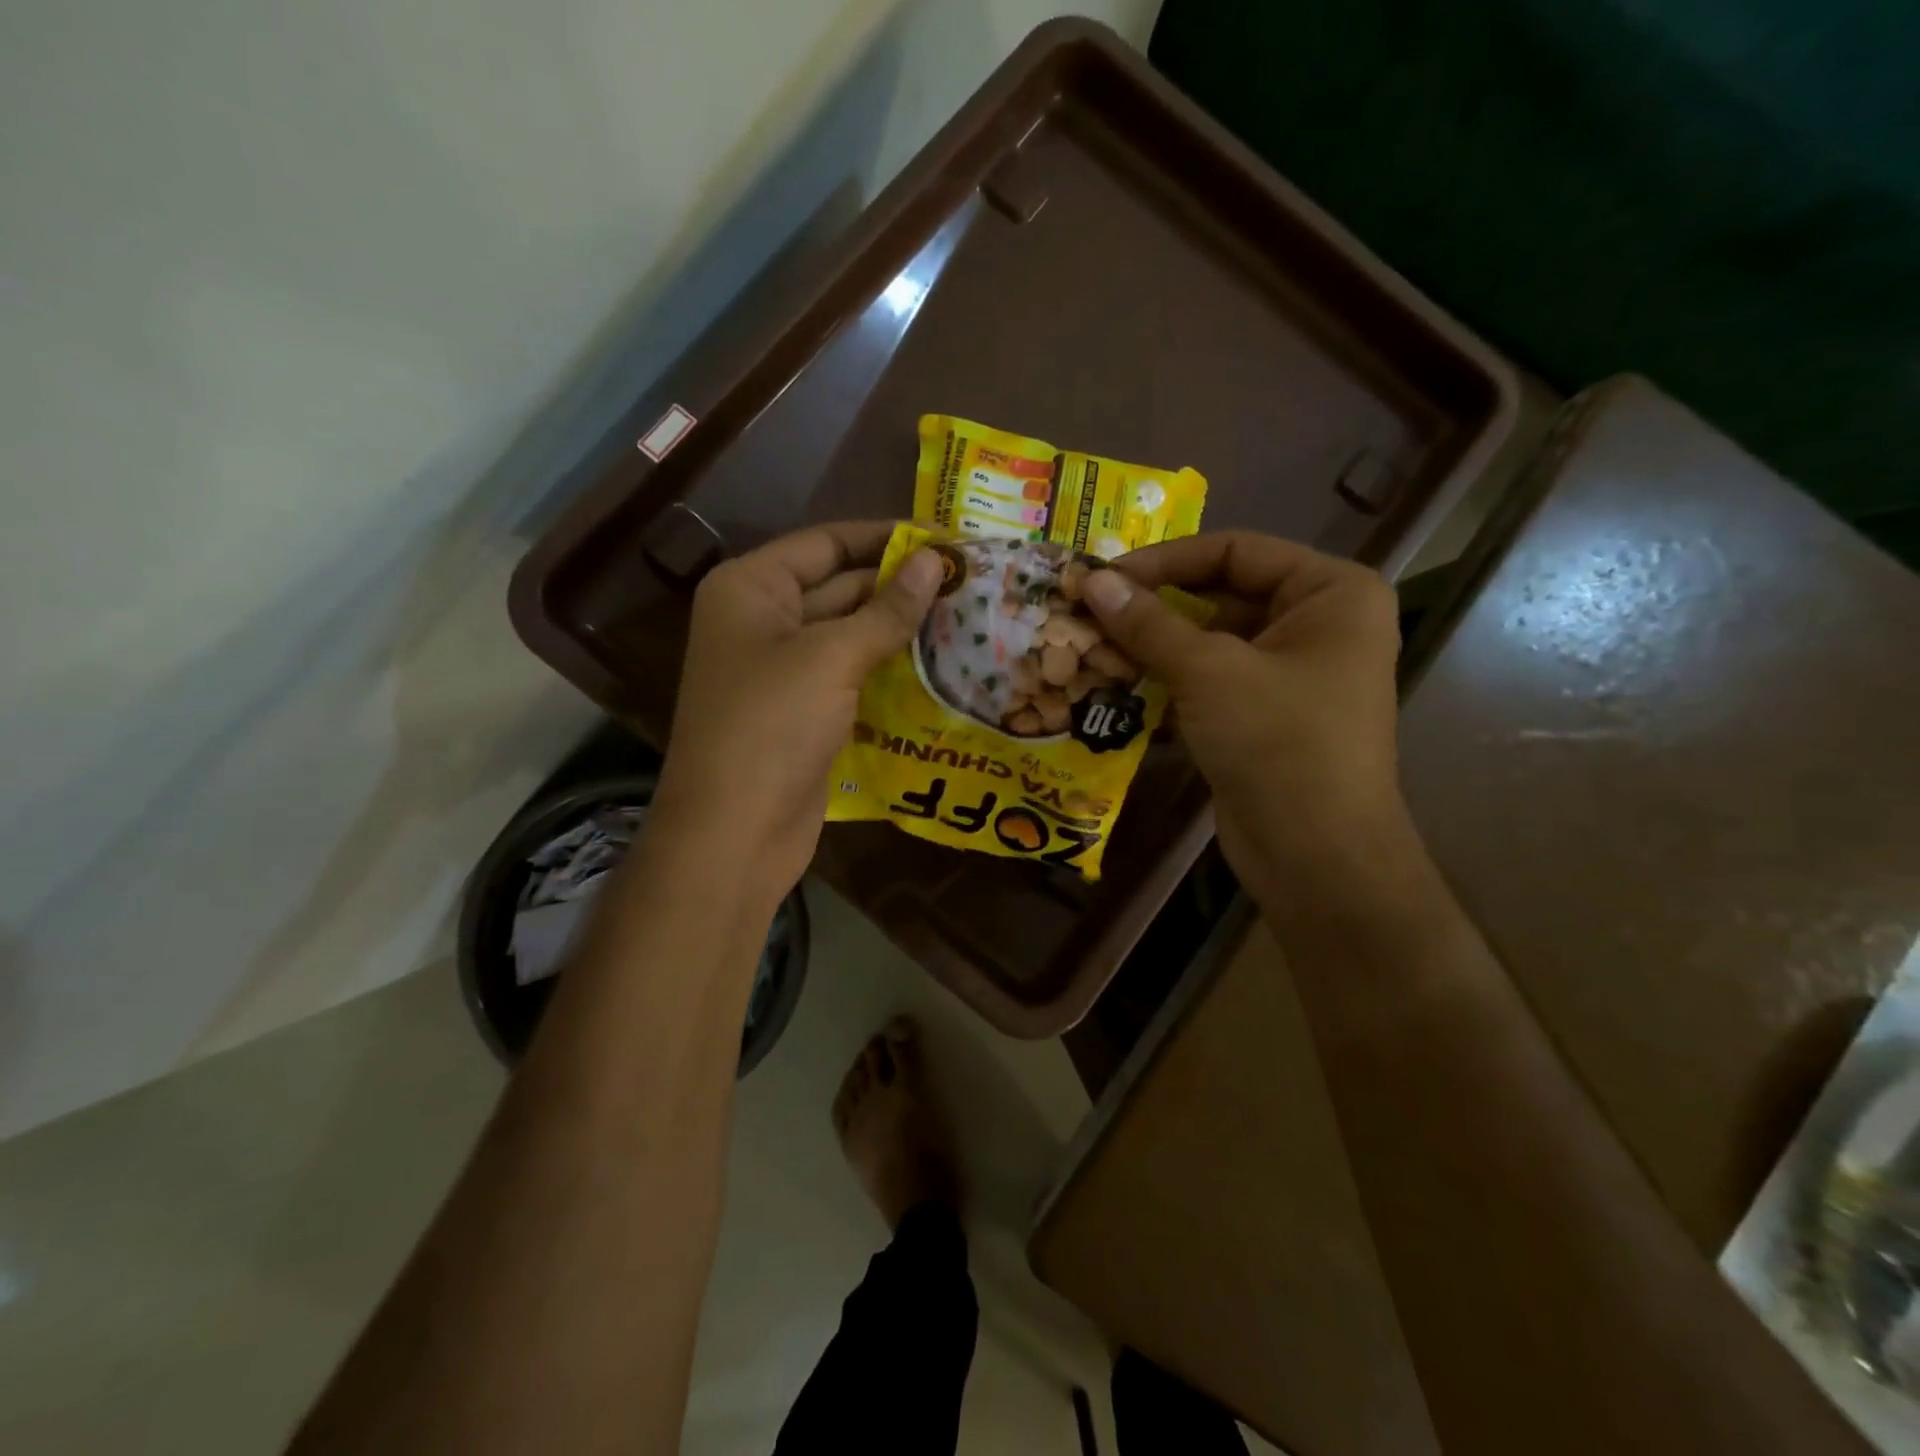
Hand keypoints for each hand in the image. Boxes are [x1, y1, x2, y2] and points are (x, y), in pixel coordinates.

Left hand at [647, 522, 941, 903]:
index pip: (826, 543)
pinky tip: (939, 664)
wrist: (735, 832)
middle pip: (840, 586)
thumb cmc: (772, 726)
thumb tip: (936, 561)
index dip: (885, 537)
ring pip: (850, 634)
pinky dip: (889, 668)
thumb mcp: (832, 657)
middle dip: (900, 584)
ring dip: (900, 628)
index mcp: (751, 588)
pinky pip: (852, 674)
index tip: (945, 537)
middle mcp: (763, 620)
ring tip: (967, 616)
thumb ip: (887, 609)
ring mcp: (783, 670)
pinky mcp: (805, 711)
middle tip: (969, 580)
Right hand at [1078, 532, 1415, 904]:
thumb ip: (1148, 623)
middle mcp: (1317, 625)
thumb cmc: (1278, 743)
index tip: (1104, 579)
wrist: (1317, 856)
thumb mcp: (1209, 672)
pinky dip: (1167, 686)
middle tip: (1088, 614)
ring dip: (1152, 650)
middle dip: (1153, 609)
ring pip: (1209, 644)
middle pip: (1220, 596)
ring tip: (1089, 651)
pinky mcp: (1263, 718)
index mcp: (1331, 593)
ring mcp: (1290, 676)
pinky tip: (1115, 691)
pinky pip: (1209, 684)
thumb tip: (1092, 580)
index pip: (1235, 551)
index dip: (1165, 561)